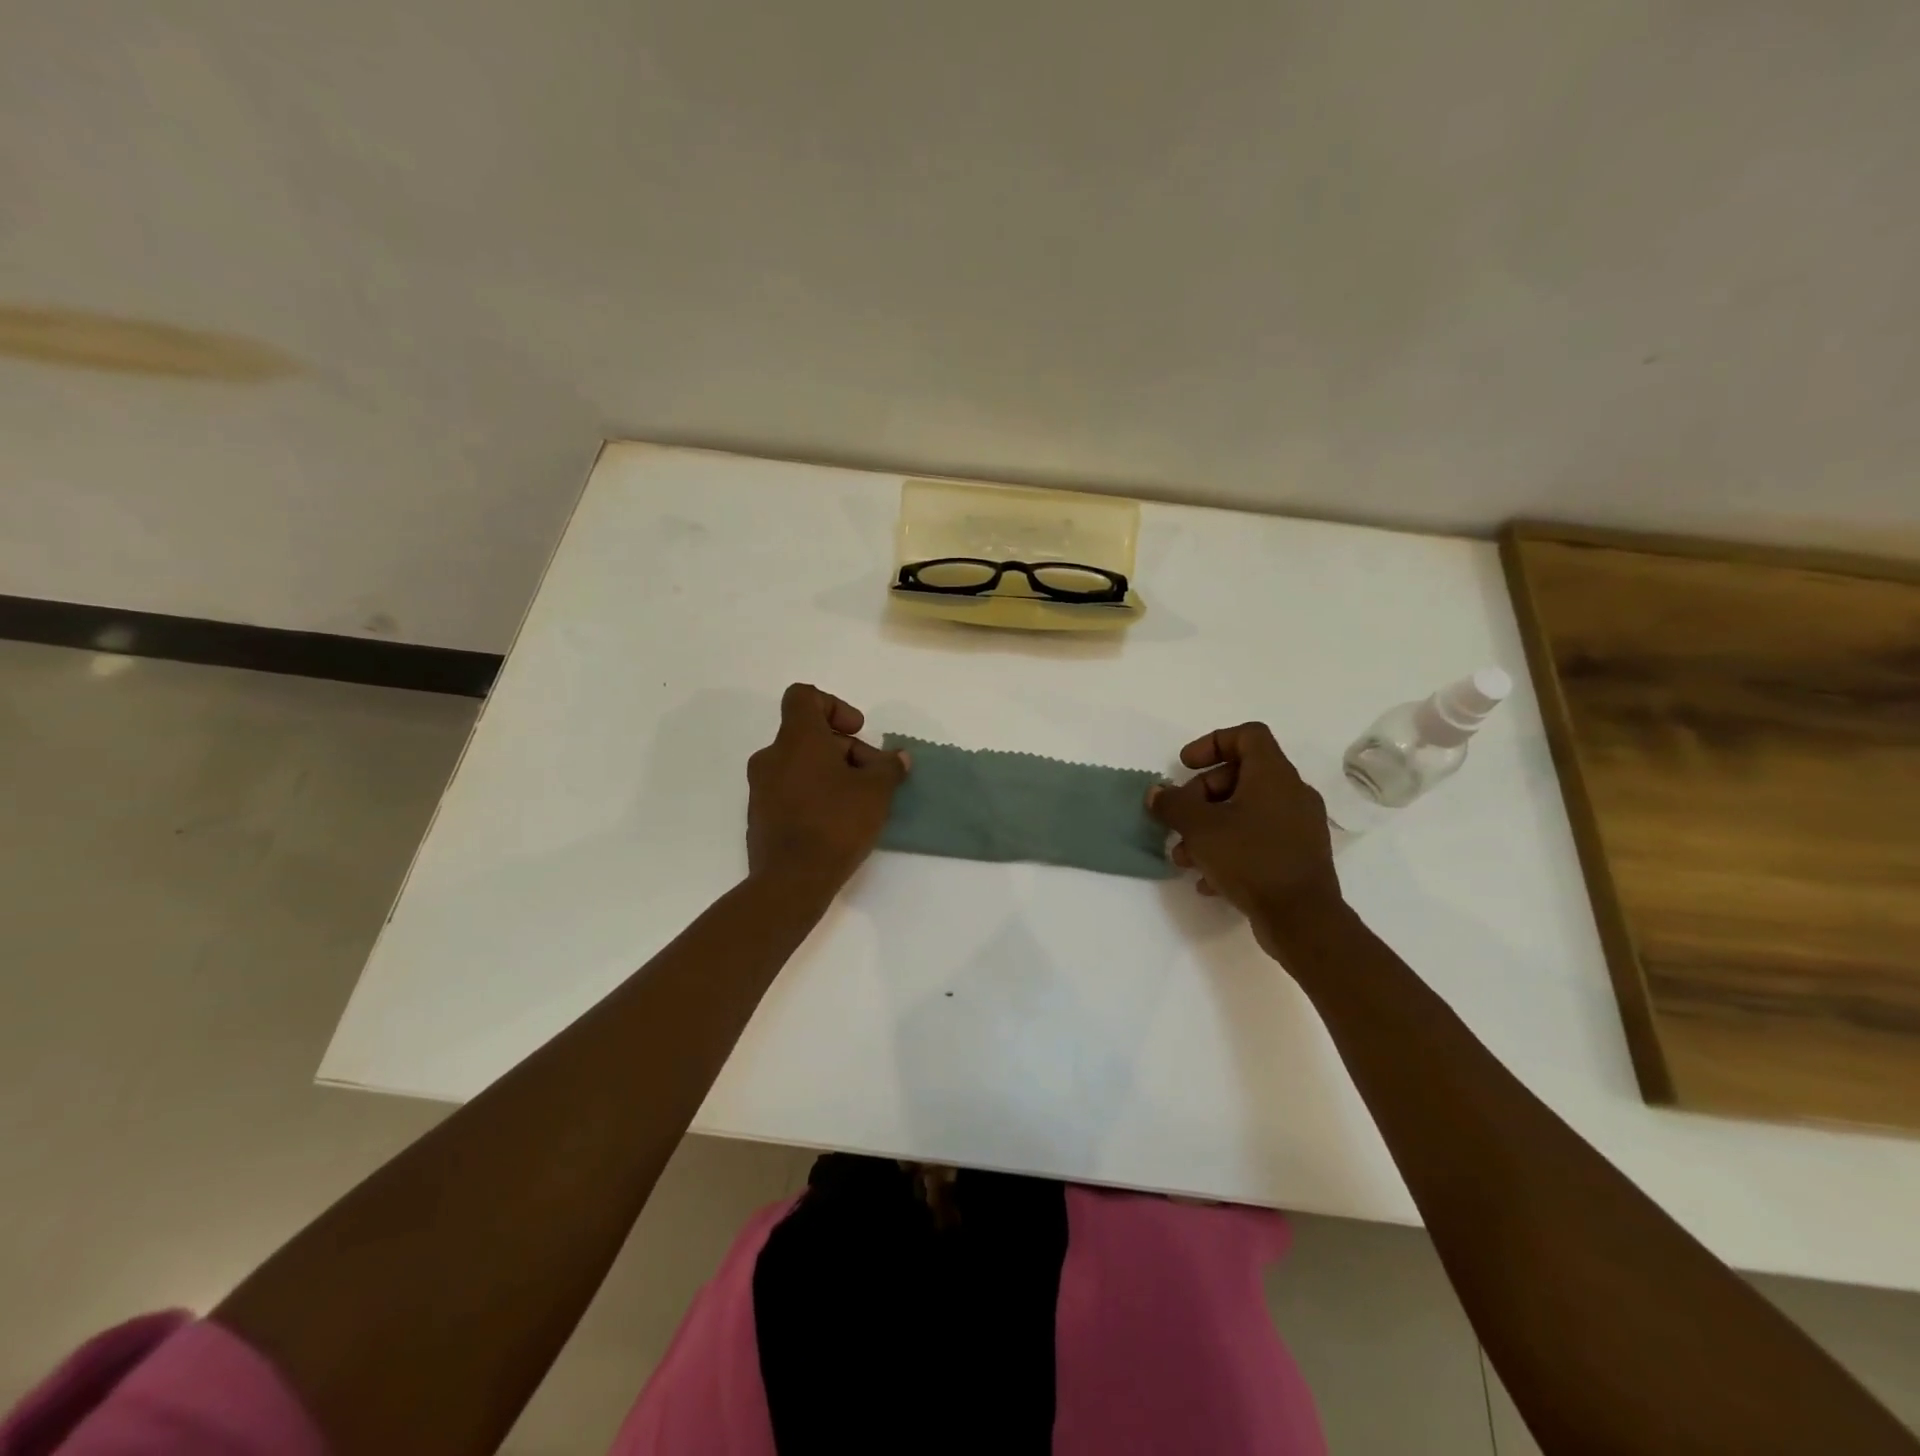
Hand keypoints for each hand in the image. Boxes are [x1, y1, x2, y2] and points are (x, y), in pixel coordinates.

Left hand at [746, 683, 908, 897]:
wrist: (791, 880)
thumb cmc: (836, 823)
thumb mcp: (876, 792)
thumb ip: (888, 768)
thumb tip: (898, 758)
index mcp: (797, 738)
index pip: (804, 696)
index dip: (834, 705)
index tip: (857, 730)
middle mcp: (772, 756)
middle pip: (810, 734)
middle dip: (846, 749)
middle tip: (873, 777)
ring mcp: (761, 787)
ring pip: (801, 764)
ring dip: (831, 773)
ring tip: (859, 802)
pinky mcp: (760, 815)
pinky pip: (790, 790)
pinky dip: (814, 794)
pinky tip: (837, 822)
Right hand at [1148, 723, 1344, 955]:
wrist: (1303, 919)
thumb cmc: (1251, 859)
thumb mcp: (1200, 828)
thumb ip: (1174, 804)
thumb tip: (1157, 793)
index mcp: (1273, 775)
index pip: (1247, 735)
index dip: (1212, 743)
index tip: (1186, 766)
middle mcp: (1291, 793)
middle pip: (1241, 775)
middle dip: (1202, 795)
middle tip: (1180, 818)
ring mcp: (1298, 826)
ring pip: (1247, 812)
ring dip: (1211, 827)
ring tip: (1184, 856)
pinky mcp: (1298, 856)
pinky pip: (1258, 840)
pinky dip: (1230, 849)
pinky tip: (1208, 879)